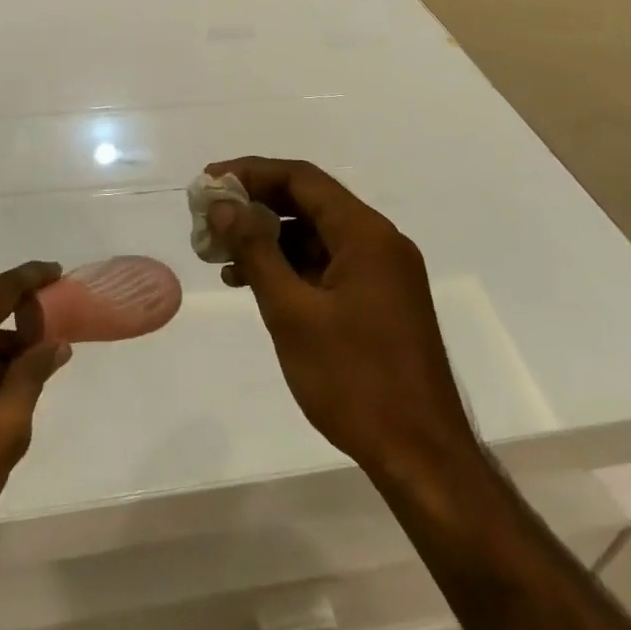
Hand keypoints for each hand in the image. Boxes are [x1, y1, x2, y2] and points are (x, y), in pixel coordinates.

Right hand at [205, 158, 473, 485]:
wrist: (421, 456)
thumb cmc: (354, 380)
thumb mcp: (292, 313)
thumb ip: (256, 251)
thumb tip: (223, 204)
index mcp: (365, 234)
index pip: (302, 178)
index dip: (252, 172)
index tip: (209, 183)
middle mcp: (379, 242)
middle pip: (310, 202)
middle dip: (257, 205)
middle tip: (210, 217)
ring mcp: (382, 272)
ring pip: (317, 235)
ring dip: (270, 237)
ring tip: (221, 253)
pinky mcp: (378, 300)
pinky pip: (328, 264)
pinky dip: (290, 265)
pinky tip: (254, 282)